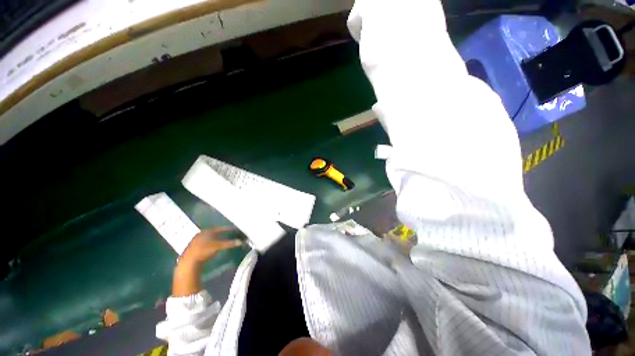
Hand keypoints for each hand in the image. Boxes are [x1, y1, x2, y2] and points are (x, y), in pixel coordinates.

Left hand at [173, 227, 243, 296]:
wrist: (188, 262)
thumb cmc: (204, 251)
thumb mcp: (218, 246)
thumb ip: (229, 243)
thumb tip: (240, 241)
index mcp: (207, 231)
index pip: (220, 228)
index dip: (228, 229)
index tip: (234, 229)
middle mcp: (201, 234)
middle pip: (214, 232)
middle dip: (222, 233)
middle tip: (229, 234)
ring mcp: (196, 241)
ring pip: (209, 238)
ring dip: (216, 239)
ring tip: (222, 240)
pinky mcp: (193, 248)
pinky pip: (205, 243)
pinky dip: (210, 243)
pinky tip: (212, 247)